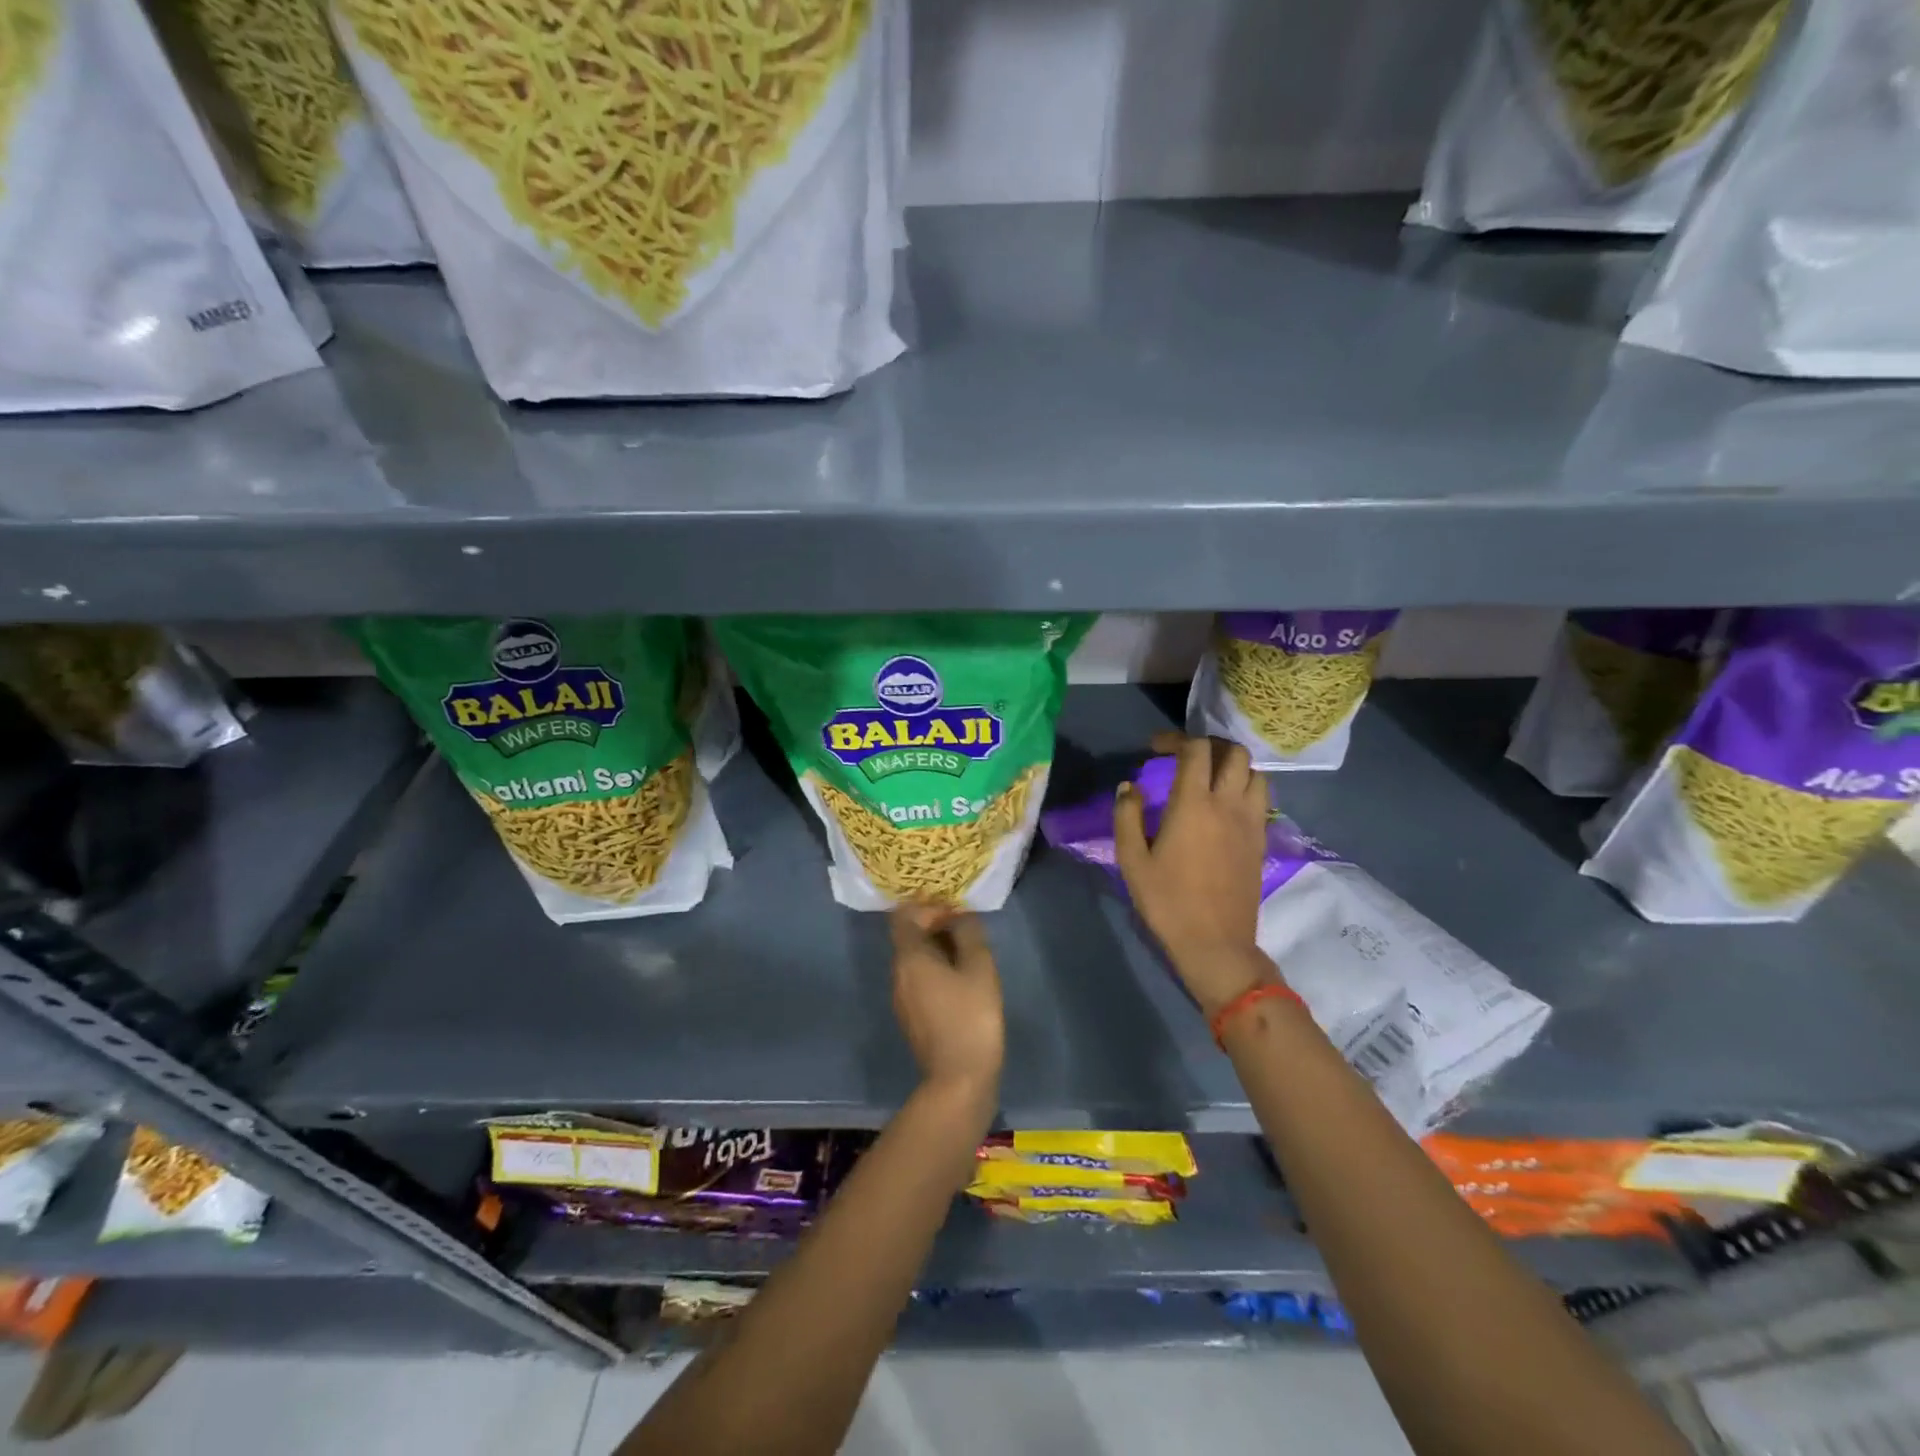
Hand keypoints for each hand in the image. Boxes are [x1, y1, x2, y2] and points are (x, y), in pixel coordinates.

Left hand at [890, 906, 1004, 1107]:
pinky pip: (919, 980)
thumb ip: (969, 933)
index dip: (927, 906)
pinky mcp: (912, 1017)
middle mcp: (898, 974)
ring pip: (915, 960)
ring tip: (970, 952)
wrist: (959, 1080)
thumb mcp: (979, 967)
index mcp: (909, 957)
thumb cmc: (971, 1016)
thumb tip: (960, 916)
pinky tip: (963, 980)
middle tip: (968, 928)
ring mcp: (902, 998)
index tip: (954, 909)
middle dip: (936, 926)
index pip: (904, 915)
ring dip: (938, 949)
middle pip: (909, 937)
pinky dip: (937, 970)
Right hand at [1114, 732, 1274, 1014]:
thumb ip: (1127, 816)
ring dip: (1233, 766)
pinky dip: (1245, 788)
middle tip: (1186, 756)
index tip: (1156, 748)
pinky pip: (1261, 799)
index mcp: (1194, 804)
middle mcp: (1228, 804)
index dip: (1176, 739)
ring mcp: (1251, 822)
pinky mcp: (1261, 840)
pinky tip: (1225, 805)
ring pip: (1255, 773)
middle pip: (1234, 753)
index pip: (1196, 750)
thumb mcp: (1132, 860)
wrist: (1215, 943)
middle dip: (1209, 745)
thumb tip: (1130, 787)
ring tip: (1210, 777)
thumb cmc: (1167, 901)